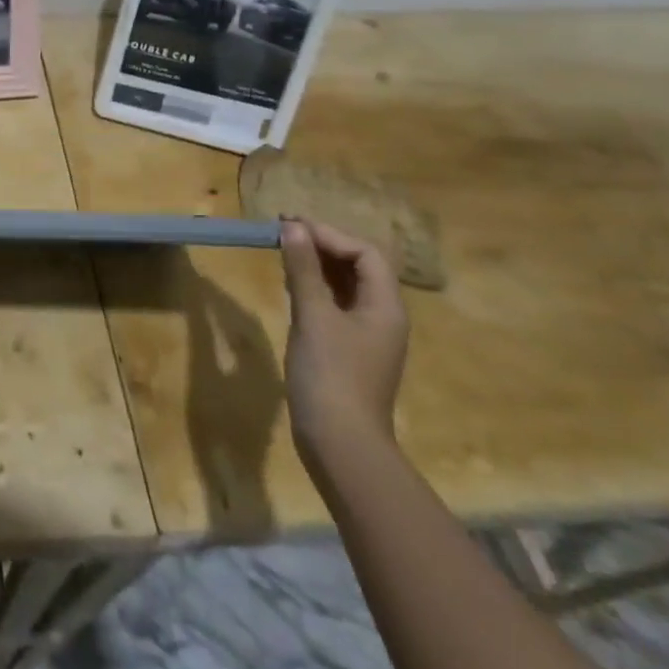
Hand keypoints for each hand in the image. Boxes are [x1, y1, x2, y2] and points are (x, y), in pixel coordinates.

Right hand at [281, 217, 408, 471]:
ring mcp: (366, 335)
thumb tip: (293, 227)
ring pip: (345, 285)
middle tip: (284, 233)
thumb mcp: (313, 316)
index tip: (292, 226)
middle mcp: (382, 316)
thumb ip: (303, 269)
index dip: (330, 235)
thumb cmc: (330, 374)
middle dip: (323, 245)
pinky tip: (291, 285)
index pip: (365, 253)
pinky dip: (315, 287)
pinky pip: (335, 305)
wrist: (340, 442)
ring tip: (283, 251)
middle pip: (359, 266)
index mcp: (385, 306)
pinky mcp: (348, 349)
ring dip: (317, 265)